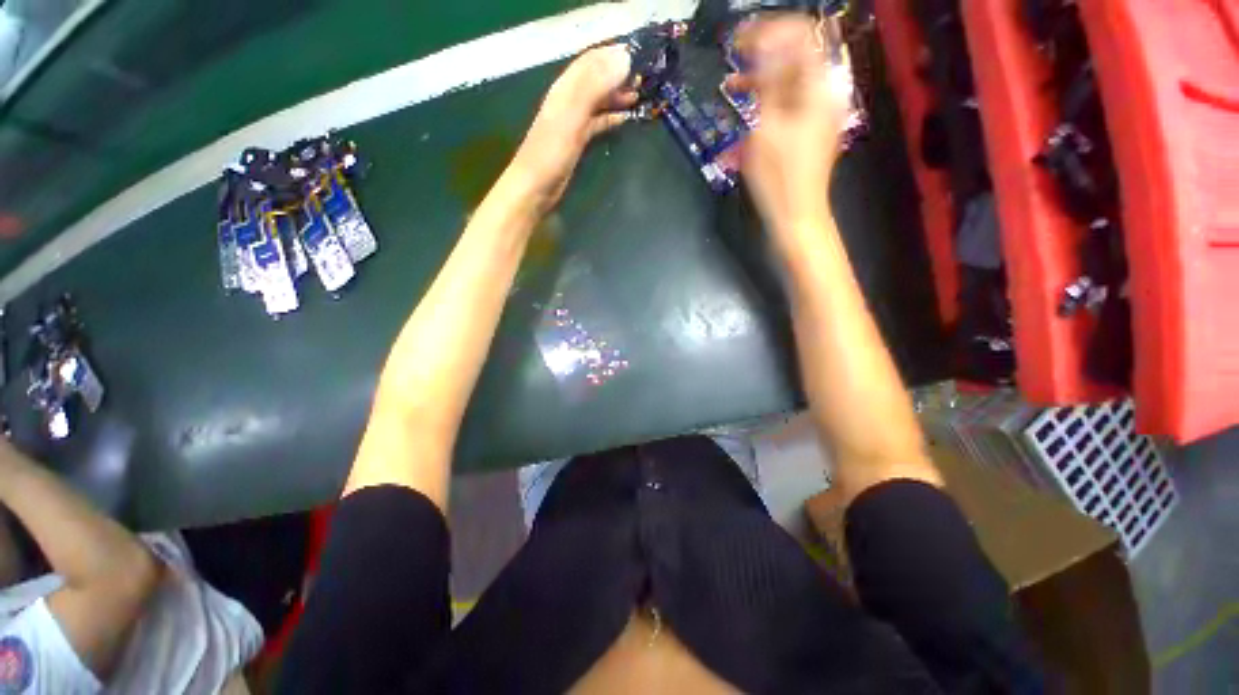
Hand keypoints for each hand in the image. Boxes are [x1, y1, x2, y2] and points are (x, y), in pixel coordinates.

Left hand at [508, 45, 636, 209]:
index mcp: (566, 88)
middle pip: (598, 77)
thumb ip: (595, 87)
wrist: (536, 188)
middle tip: (646, 77)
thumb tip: (625, 58)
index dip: (616, 54)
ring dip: (618, 94)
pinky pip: (599, 121)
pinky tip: (626, 117)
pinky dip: (612, 116)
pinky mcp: (578, 140)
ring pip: (600, 99)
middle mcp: (570, 99)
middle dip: (620, 73)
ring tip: (640, 94)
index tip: (643, 55)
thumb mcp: (572, 116)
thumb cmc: (551, 153)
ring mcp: (574, 120)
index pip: (593, 60)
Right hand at [730, 16, 851, 233]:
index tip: (740, 42)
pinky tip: (747, 109)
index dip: (770, 32)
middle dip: (763, 55)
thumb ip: (768, 82)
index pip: (801, 36)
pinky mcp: (807, 130)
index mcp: (817, 87)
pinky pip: (788, 104)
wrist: (796, 215)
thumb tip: (765, 43)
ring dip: (762, 80)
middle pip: (796, 57)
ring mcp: (816, 112)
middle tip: (733, 59)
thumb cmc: (778, 177)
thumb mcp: (766, 128)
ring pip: (789, 82)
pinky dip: (767, 102)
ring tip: (732, 86)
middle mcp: (822, 93)